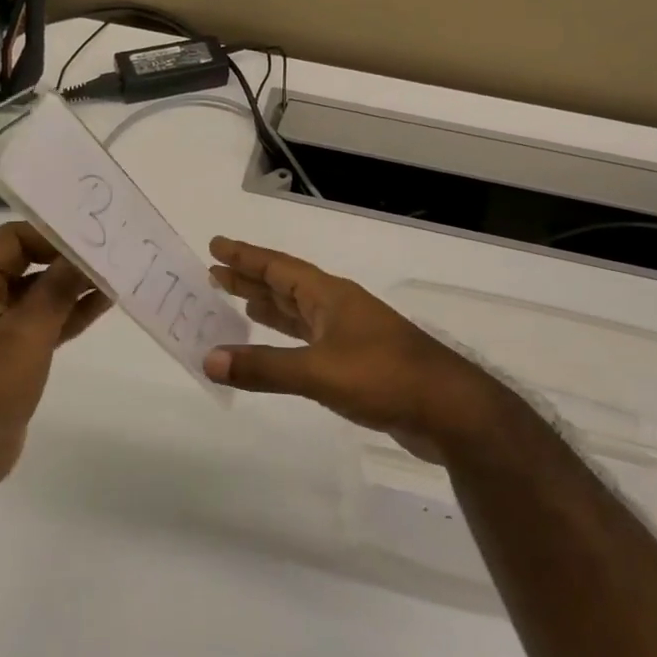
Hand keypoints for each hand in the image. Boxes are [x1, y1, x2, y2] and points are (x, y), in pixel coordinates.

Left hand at [0, 222, 108, 500]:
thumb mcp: (26, 334)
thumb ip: (58, 289)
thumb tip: (86, 253)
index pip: (10, 240)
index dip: (51, 235)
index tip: (91, 238)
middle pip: (24, 264)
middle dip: (66, 260)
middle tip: (111, 251)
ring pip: (35, 294)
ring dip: (71, 287)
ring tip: (116, 274)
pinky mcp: (6, 351)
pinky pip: (39, 321)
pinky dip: (66, 314)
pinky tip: (102, 303)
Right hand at [204, 237, 512, 463]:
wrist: (448, 410)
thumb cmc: (384, 377)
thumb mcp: (318, 371)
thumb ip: (263, 367)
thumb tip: (209, 360)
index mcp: (330, 296)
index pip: (279, 268)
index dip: (246, 256)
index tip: (216, 245)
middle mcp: (338, 308)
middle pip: (287, 286)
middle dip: (251, 279)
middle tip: (215, 274)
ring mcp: (350, 335)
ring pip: (299, 313)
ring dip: (268, 306)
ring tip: (237, 301)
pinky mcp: (356, 363)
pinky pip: (309, 341)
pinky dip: (286, 339)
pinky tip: (276, 345)